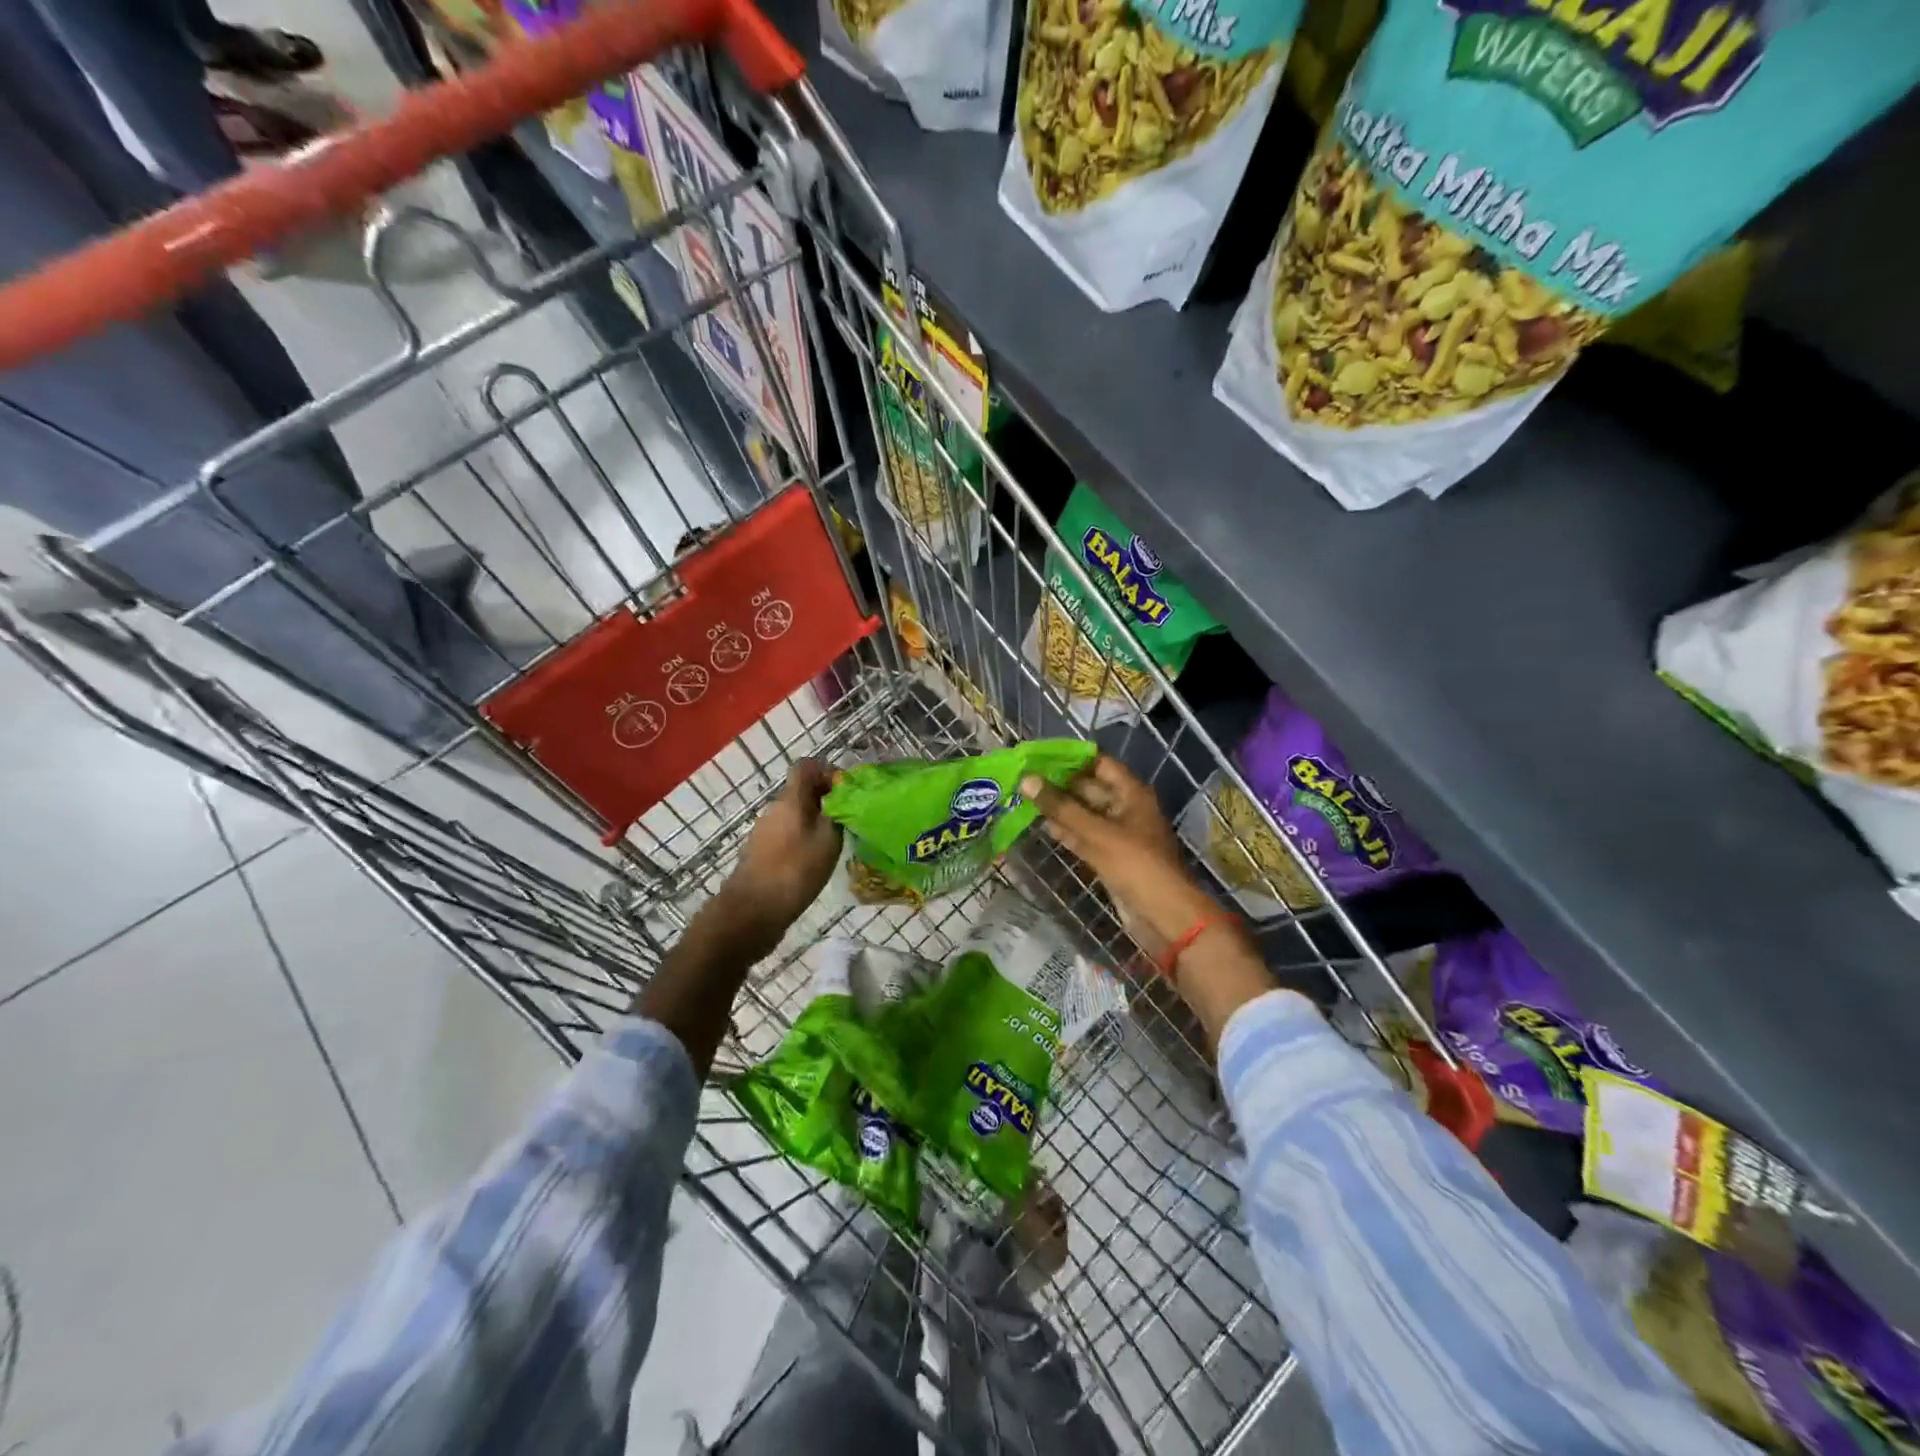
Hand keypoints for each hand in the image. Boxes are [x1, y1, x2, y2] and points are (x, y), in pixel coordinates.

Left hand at [719, 760, 841, 950]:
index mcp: (790, 799)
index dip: (828, 772)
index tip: (847, 792)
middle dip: (827, 800)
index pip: (807, 766)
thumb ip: (837, 814)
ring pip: (796, 815)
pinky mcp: (762, 853)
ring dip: (816, 823)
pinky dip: (804, 841)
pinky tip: (816, 862)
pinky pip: (788, 835)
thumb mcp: (827, 840)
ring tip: (836, 844)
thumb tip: (843, 798)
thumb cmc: (794, 871)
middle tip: (849, 820)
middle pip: (802, 792)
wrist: (751, 912)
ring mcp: (765, 832)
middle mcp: (774, 810)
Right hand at [1020, 755, 1218, 960]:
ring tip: (1026, 799)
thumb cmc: (1135, 864)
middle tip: (1024, 778)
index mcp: (1132, 793)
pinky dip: (1067, 831)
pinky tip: (1043, 826)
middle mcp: (1126, 808)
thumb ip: (1061, 807)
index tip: (1039, 756)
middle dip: (1060, 784)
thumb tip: (1027, 779)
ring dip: (1060, 808)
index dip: (1071, 758)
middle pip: (1090, 788)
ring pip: (1085, 814)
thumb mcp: (1097, 832)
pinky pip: (1086, 837)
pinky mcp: (1110, 857)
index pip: (1099, 763)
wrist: (1163, 915)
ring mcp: (1118, 834)